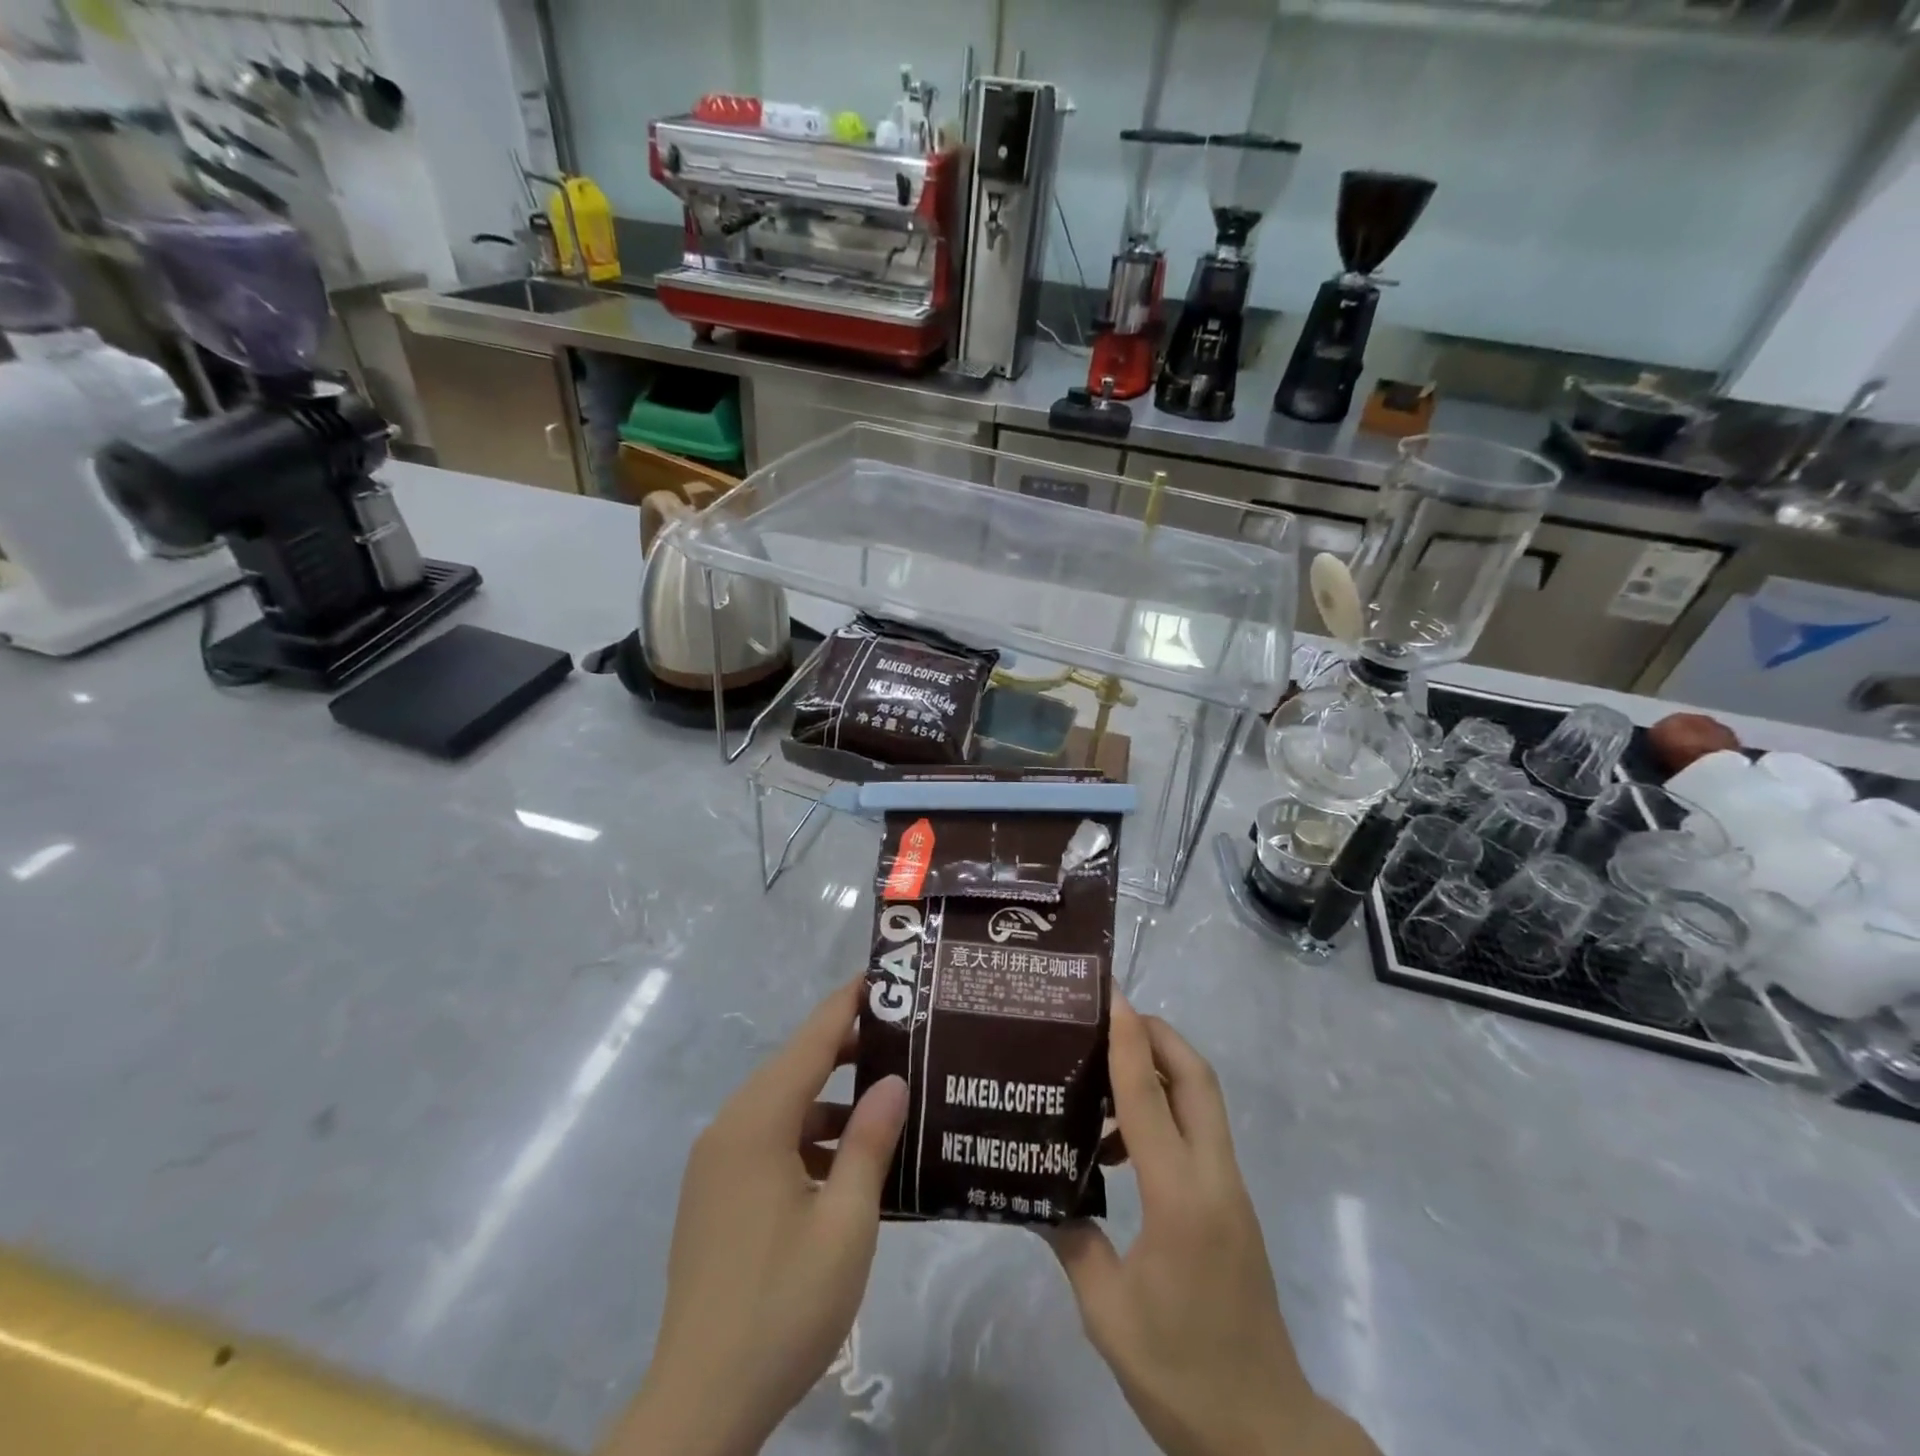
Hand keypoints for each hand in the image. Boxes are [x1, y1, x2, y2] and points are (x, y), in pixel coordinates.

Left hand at [608, 977, 907, 1455]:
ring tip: (887, 1101)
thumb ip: (870, 1142)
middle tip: (904, 1039)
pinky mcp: (716, 1195)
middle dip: (847, 1048)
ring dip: (831, 1100)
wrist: (699, 1406)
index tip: (884, 977)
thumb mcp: (846, 1222)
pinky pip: (769, 1141)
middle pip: (795, 1067)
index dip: (848, 1004)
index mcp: (757, 1123)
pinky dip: (809, 1137)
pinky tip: (849, 1163)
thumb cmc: (782, 1306)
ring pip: (783, 1107)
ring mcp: (717, 1164)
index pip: (811, 1040)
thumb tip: (893, 1081)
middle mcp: (730, 1129)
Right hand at [1048, 996, 1378, 1455]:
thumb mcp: (1108, 1314)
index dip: (1127, 1039)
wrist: (1265, 1435)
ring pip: (1203, 1102)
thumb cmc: (1182, 1375)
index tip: (1111, 995)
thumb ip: (1074, 1242)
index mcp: (1180, 1198)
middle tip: (1110, 1018)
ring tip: (1103, 1081)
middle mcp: (1214, 1179)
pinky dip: (1165, 1114)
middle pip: (1196, 1078)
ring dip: (1161, 1073)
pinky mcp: (1232, 1206)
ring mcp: (1230, 1190)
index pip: (1149, 1097)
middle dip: (1158, 1035)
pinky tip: (1122, 1150)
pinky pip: (1199, 1135)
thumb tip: (1041, 1196)